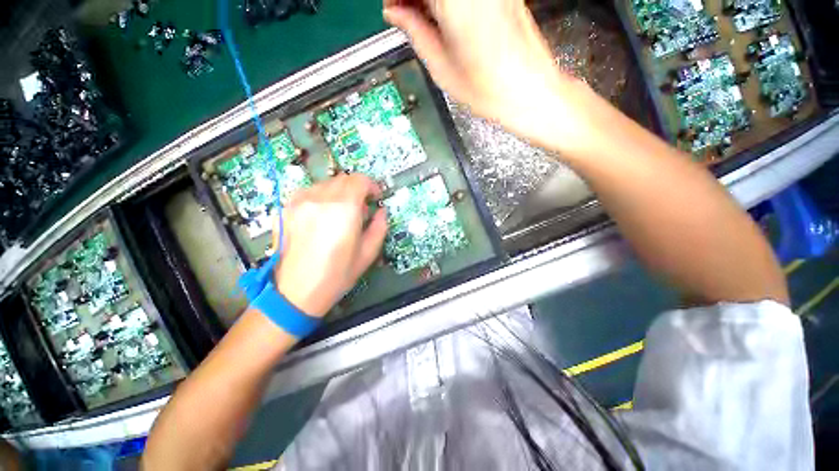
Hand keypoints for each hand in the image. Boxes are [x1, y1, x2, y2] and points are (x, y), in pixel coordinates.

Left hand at [272, 174, 386, 316]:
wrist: (296, 292)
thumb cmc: (336, 275)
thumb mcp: (368, 254)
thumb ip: (379, 227)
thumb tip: (381, 212)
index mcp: (343, 210)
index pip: (360, 180)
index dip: (372, 186)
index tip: (375, 197)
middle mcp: (320, 199)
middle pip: (343, 179)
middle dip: (356, 189)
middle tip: (361, 208)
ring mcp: (299, 202)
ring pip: (326, 183)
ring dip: (339, 192)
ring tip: (341, 212)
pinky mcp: (286, 209)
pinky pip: (309, 192)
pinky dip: (321, 197)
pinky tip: (322, 215)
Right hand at [383, 0, 596, 149]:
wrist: (529, 91)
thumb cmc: (486, 89)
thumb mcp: (440, 66)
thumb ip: (414, 31)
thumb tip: (394, 12)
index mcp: (454, 0)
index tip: (392, 9)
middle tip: (403, 14)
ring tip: (421, 20)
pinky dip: (447, 1)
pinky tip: (442, 17)